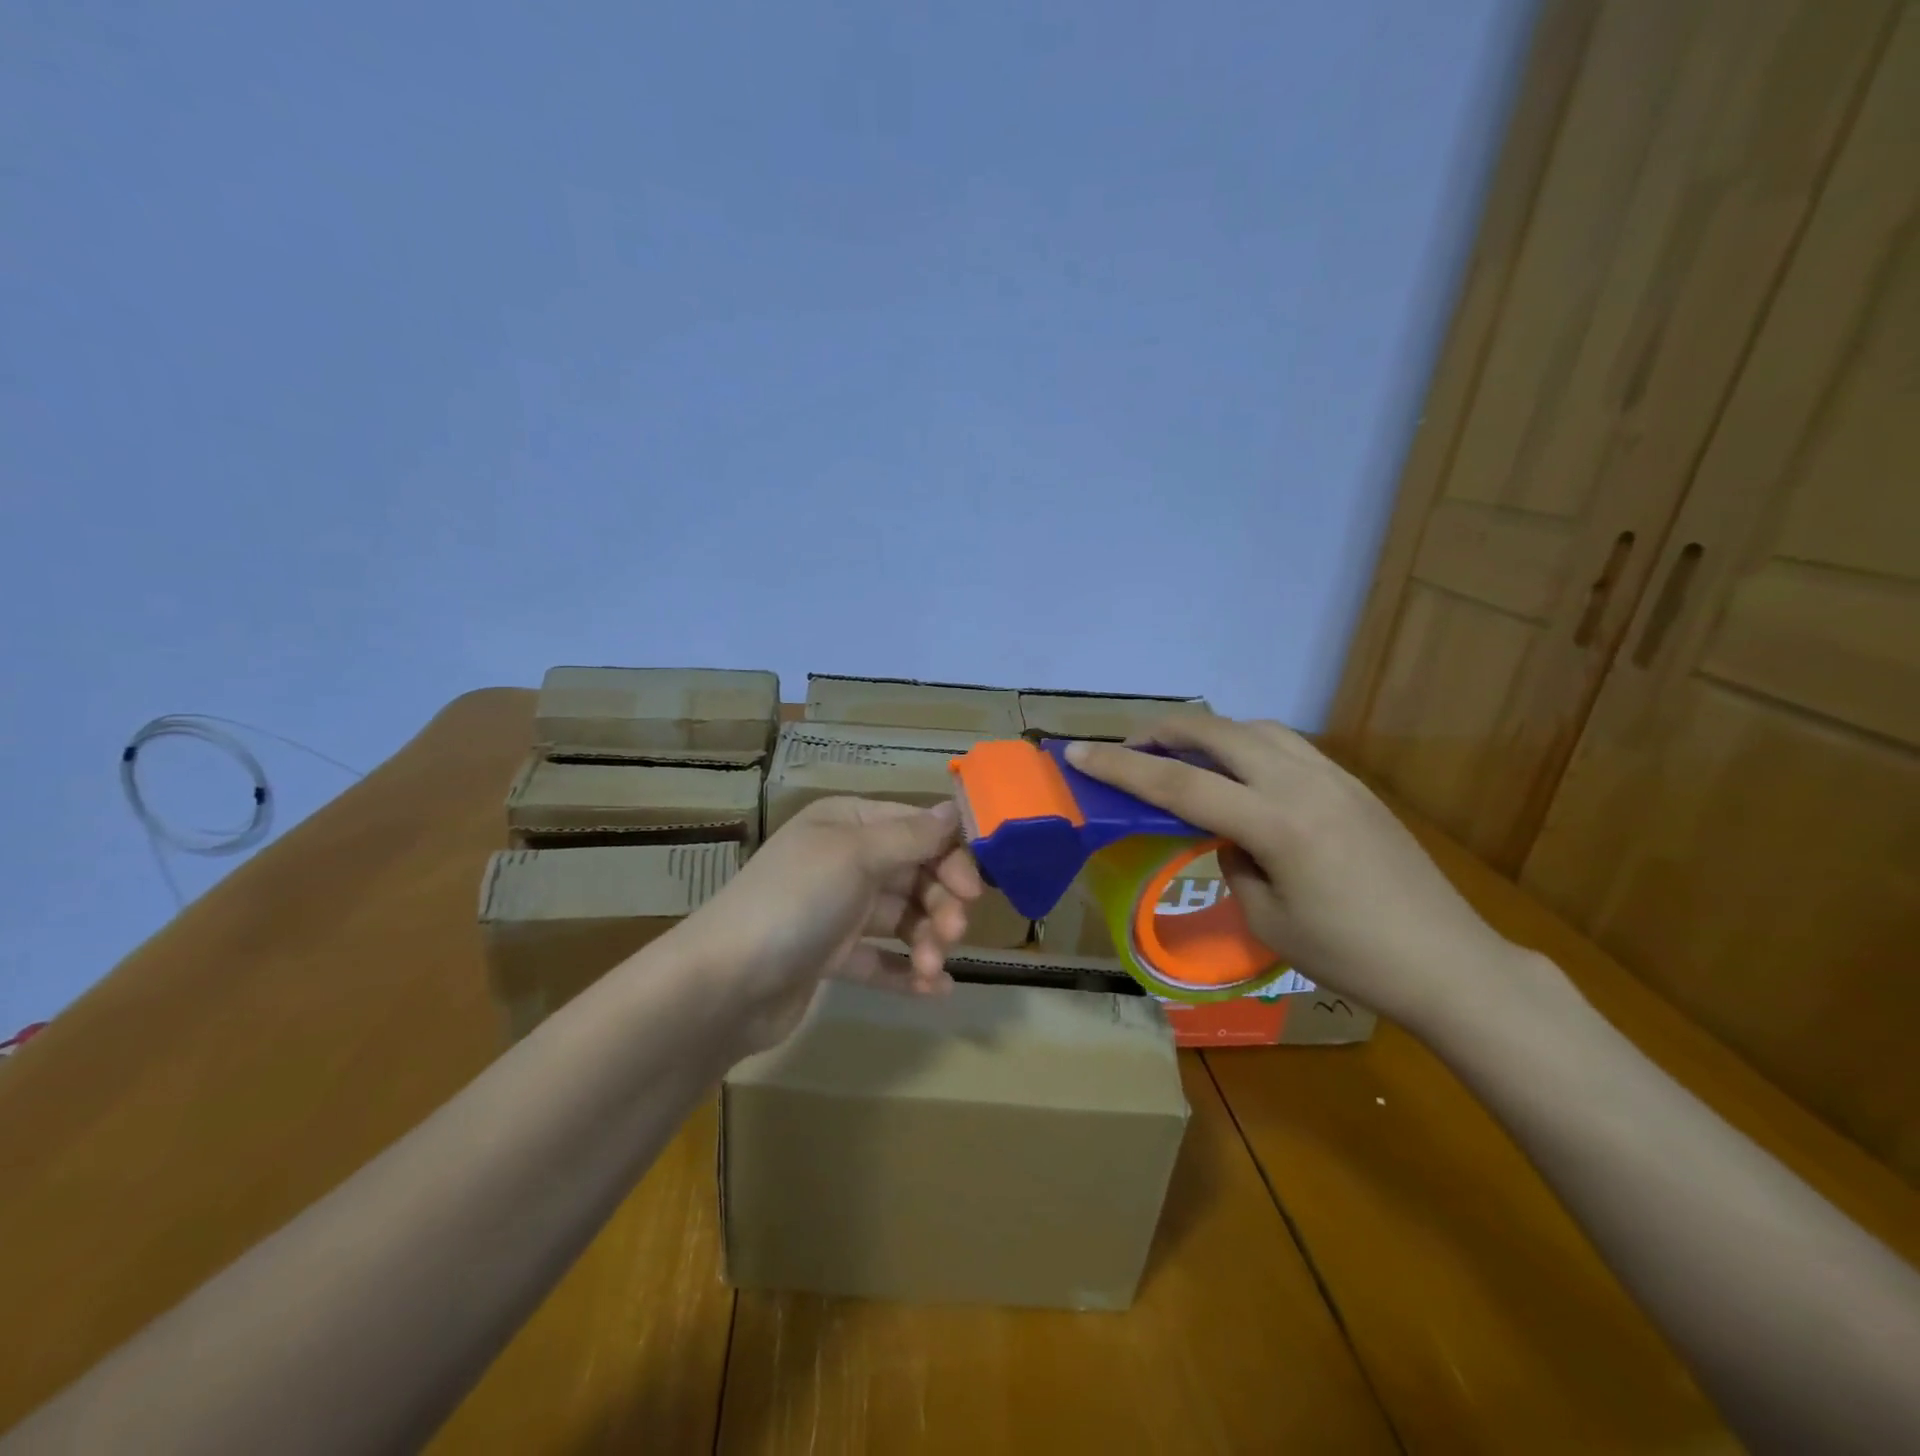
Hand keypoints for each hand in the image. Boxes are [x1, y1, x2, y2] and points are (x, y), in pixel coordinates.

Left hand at [669, 797, 982, 1055]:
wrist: (724, 984)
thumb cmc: (795, 902)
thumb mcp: (855, 856)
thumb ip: (911, 836)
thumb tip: (955, 808)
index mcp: (847, 823)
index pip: (916, 828)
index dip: (950, 856)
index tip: (974, 890)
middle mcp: (843, 860)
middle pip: (913, 873)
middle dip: (939, 903)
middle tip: (953, 934)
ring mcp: (836, 910)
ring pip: (900, 918)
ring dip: (925, 941)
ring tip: (931, 968)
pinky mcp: (830, 956)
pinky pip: (880, 959)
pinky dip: (906, 972)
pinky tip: (934, 990)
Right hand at [1065, 718, 1527, 1032]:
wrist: (1449, 963)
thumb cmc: (1352, 958)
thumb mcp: (1269, 920)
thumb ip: (1235, 863)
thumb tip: (1227, 837)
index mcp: (1276, 824)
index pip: (1179, 785)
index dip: (1122, 768)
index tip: (1078, 752)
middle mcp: (1303, 784)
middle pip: (1218, 733)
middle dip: (1165, 730)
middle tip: (1130, 745)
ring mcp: (1334, 778)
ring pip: (1256, 729)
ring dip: (1211, 733)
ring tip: (1185, 755)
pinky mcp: (1355, 785)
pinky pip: (1288, 745)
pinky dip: (1249, 745)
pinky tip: (1242, 773)